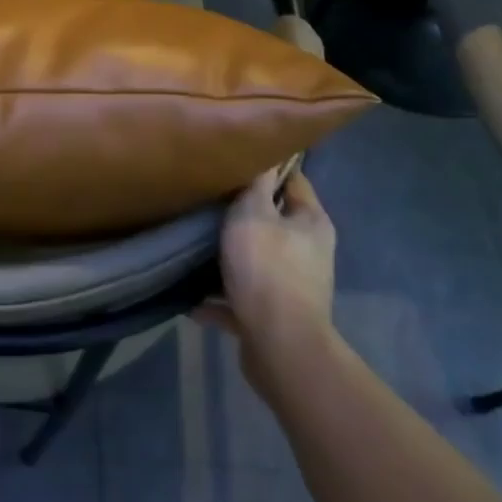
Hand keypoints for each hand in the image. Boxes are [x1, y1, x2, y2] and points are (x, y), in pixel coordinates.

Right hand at [196, 166, 336, 365]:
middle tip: (205, 199)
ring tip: (192, 248)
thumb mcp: (252, 213)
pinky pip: (240, 299)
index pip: (293, 180)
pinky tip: (190, 298)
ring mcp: (293, 286)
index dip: (267, 167)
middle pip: (272, 221)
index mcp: (311, 223)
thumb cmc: (266, 267)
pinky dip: (219, 299)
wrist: (279, 344)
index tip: (232, 159)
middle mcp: (309, 252)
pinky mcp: (274, 317)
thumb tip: (265, 157)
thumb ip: (256, 185)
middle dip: (241, 214)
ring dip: (227, 258)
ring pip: (255, 260)